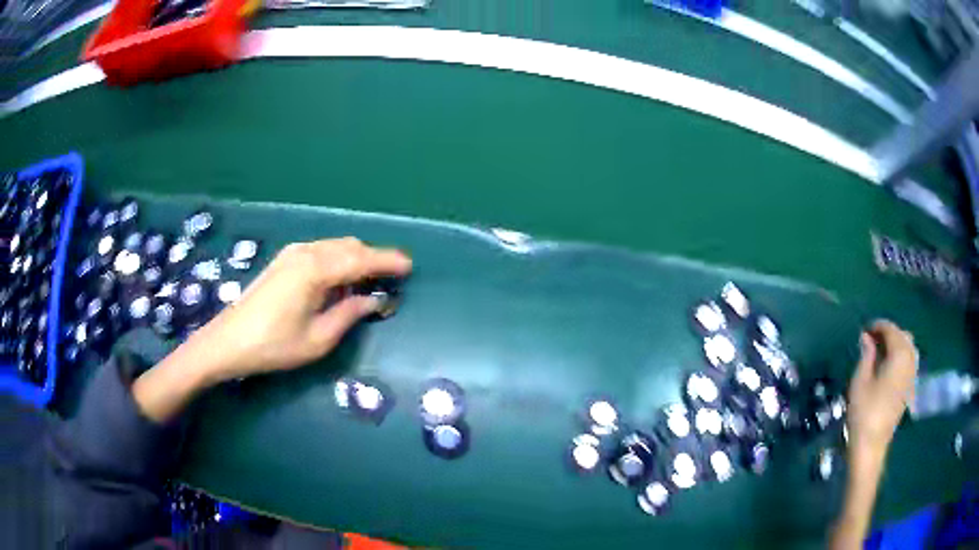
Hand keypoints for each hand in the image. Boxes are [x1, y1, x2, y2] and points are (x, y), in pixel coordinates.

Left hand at [189, 237, 412, 383]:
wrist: (228, 341)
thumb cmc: (274, 345)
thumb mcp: (318, 338)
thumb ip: (350, 313)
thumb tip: (375, 300)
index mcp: (316, 269)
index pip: (361, 259)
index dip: (388, 261)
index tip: (410, 267)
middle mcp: (306, 252)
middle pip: (349, 247)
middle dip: (373, 259)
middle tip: (391, 279)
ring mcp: (292, 253)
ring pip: (335, 247)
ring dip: (355, 260)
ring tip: (368, 283)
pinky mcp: (284, 260)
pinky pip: (321, 252)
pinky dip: (337, 261)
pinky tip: (339, 282)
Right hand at [846, 320, 917, 465]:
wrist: (871, 445)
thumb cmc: (864, 412)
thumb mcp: (860, 381)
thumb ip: (866, 355)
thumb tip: (866, 336)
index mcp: (899, 355)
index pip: (891, 330)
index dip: (878, 326)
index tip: (864, 330)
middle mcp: (910, 360)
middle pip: (903, 336)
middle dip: (888, 334)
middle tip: (871, 340)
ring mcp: (912, 375)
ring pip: (908, 348)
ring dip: (896, 344)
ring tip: (880, 352)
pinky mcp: (909, 388)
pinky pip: (909, 361)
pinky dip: (900, 357)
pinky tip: (889, 366)